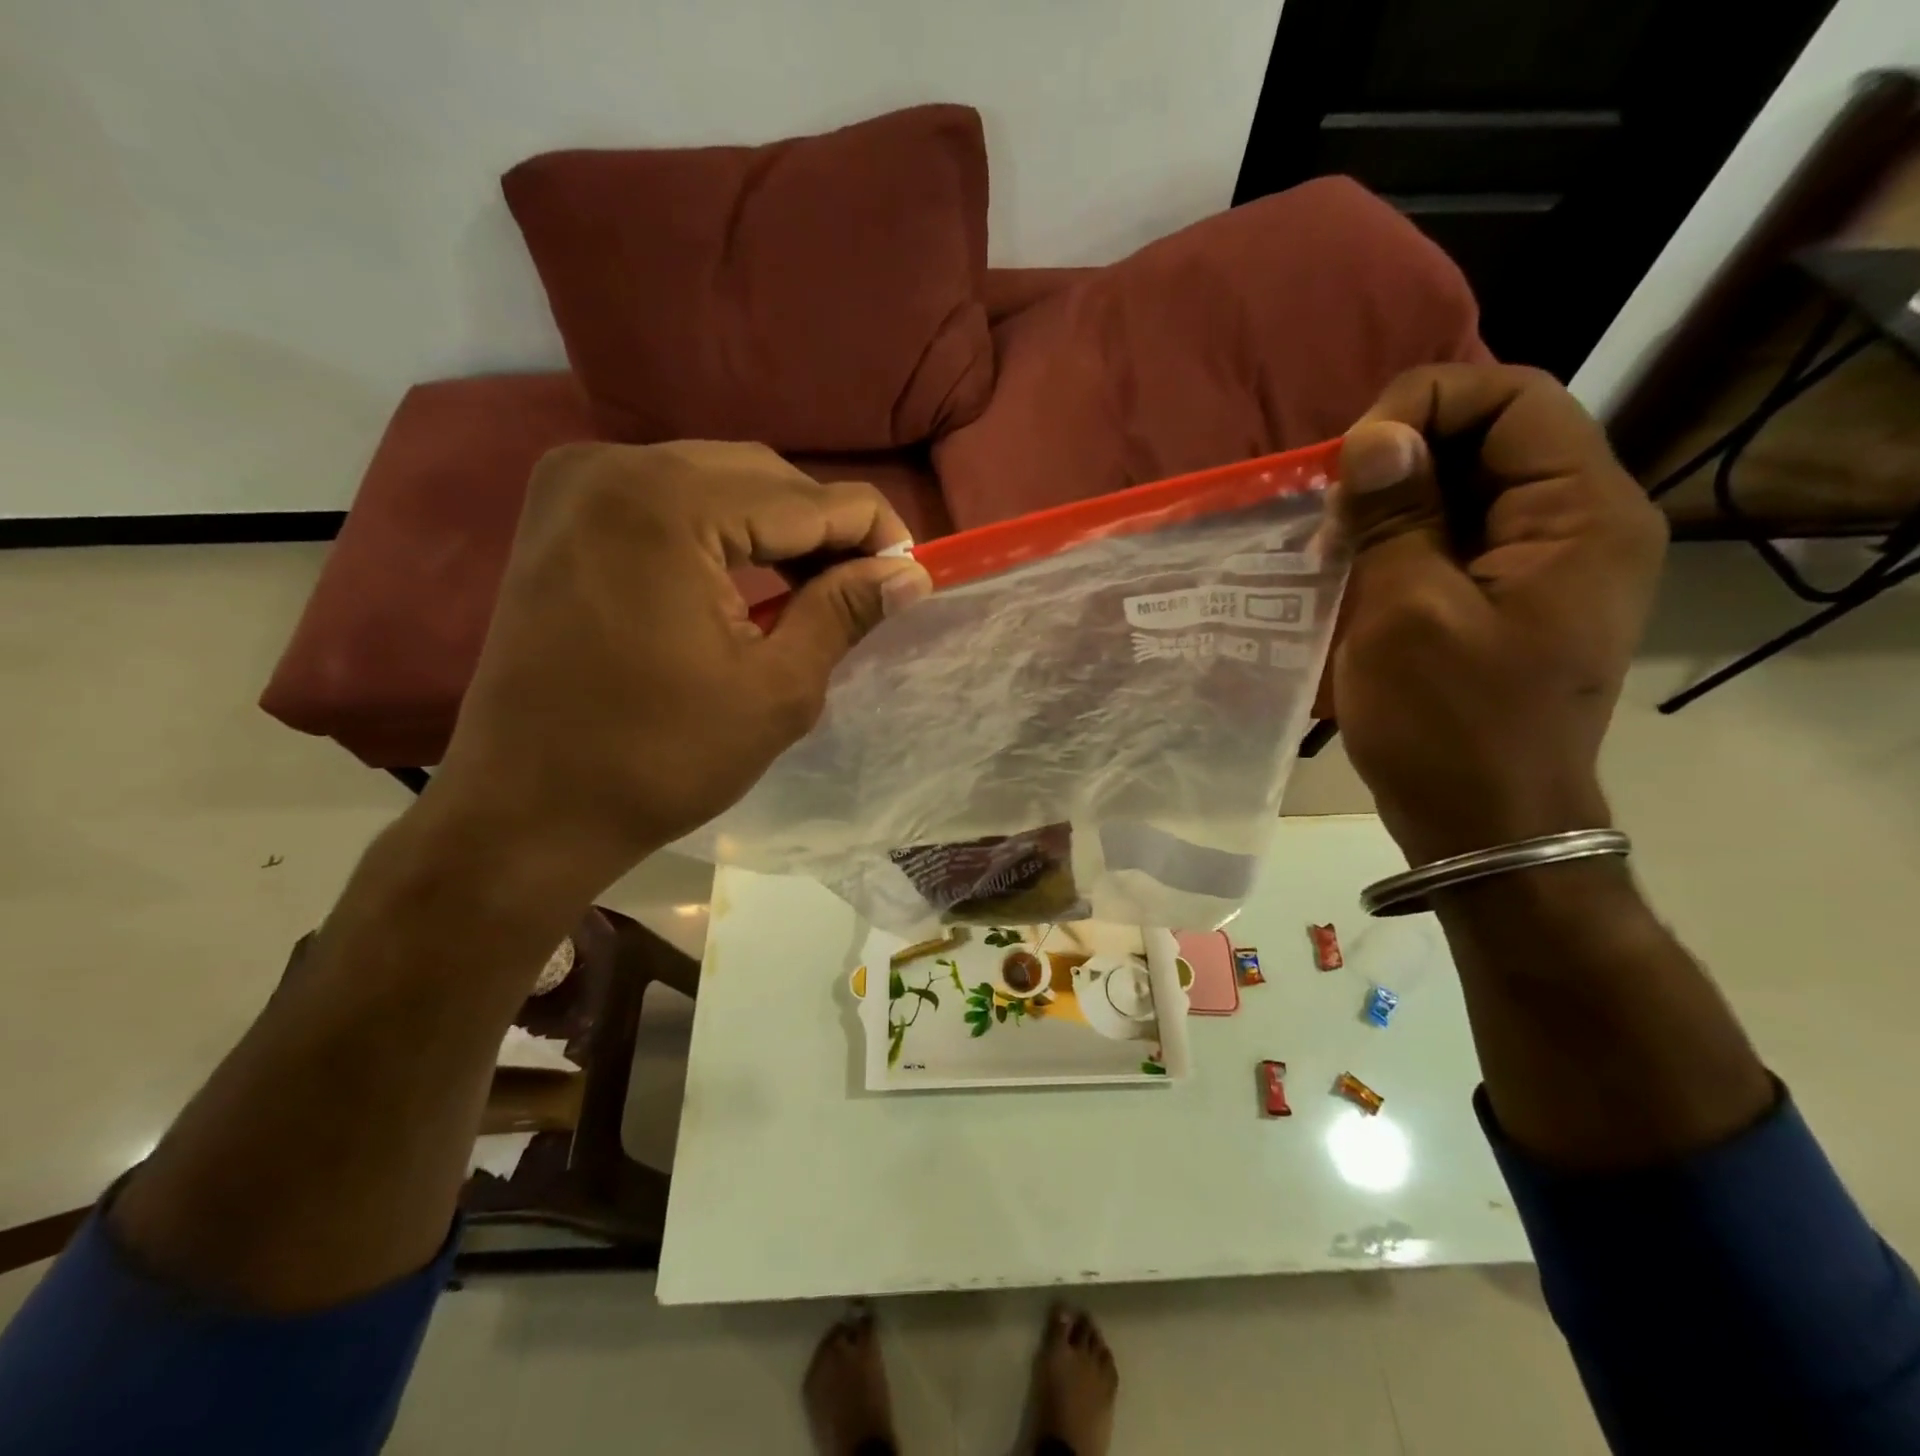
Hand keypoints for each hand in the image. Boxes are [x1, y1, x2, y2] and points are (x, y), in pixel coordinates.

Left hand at [424, 440, 932, 900]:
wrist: (526, 810)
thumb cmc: (658, 761)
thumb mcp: (776, 691)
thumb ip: (844, 613)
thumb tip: (909, 574)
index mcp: (667, 505)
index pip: (807, 498)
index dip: (874, 532)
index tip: (912, 573)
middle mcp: (614, 467)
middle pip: (761, 476)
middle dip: (824, 528)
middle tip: (864, 588)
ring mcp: (576, 484)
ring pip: (716, 480)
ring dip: (776, 527)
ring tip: (814, 588)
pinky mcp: (560, 514)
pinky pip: (668, 497)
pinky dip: (721, 529)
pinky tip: (748, 578)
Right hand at [1330, 365, 1666, 863]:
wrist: (1483, 826)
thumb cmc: (1446, 725)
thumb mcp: (1404, 612)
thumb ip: (1394, 515)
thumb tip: (1374, 437)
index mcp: (1580, 515)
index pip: (1512, 398)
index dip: (1423, 406)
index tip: (1349, 462)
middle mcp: (1577, 526)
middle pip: (1487, 442)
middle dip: (1397, 463)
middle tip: (1331, 517)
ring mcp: (1542, 568)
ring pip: (1460, 494)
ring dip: (1388, 509)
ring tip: (1330, 551)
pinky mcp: (1505, 602)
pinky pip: (1450, 543)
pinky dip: (1394, 547)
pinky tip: (1348, 576)